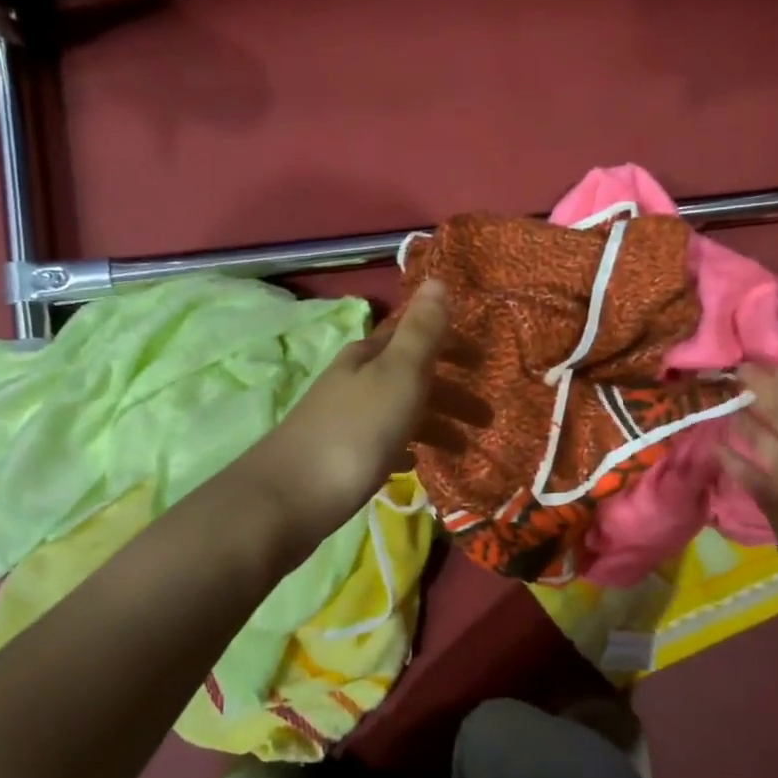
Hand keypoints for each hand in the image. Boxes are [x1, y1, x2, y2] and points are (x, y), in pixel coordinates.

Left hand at [239, 282, 489, 543]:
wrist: (290, 498)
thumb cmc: (355, 431)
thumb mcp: (398, 375)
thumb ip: (422, 332)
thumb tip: (437, 279)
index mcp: (369, 355)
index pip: (415, 338)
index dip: (450, 347)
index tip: (484, 364)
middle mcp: (354, 381)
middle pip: (410, 378)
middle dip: (450, 394)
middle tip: (487, 419)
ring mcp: (344, 420)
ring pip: (399, 412)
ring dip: (434, 425)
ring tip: (464, 450)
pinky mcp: (339, 457)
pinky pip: (383, 445)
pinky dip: (405, 449)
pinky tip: (416, 465)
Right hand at [718, 364, 777, 566]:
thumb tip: (775, 368)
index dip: (770, 379)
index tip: (740, 365)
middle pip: (776, 416)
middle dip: (753, 398)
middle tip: (721, 382)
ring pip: (760, 441)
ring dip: (740, 424)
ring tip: (713, 407)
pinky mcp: (769, 494)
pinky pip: (747, 470)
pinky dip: (731, 457)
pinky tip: (712, 444)